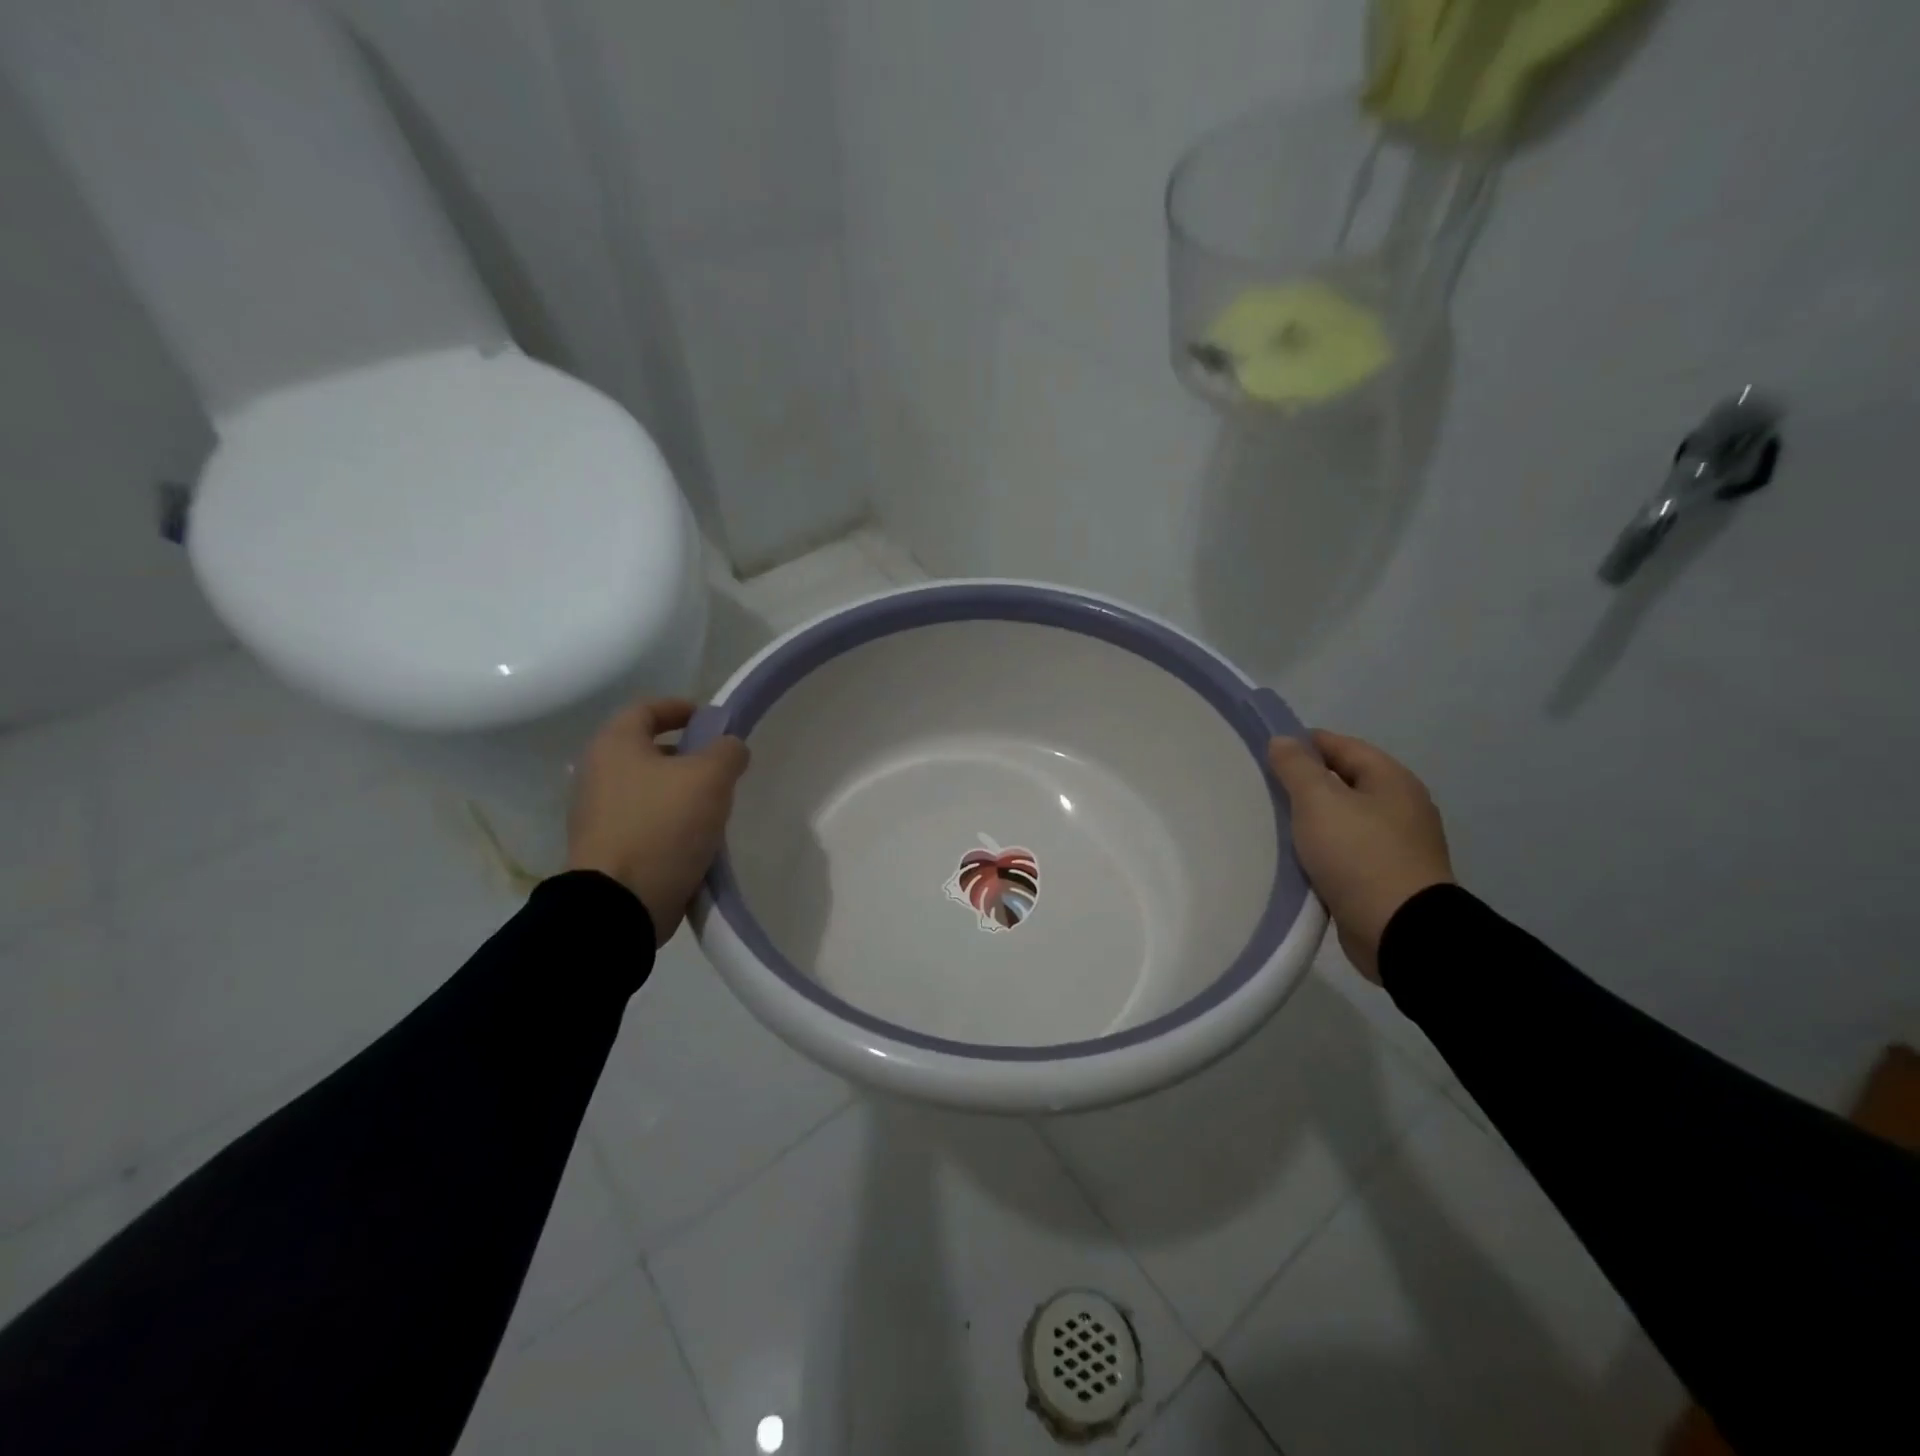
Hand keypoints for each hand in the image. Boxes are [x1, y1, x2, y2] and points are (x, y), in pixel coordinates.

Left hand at [566, 698, 749, 942]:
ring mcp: (596, 814)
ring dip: (680, 790)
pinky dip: (670, 820)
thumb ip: (727, 751)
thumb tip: (730, 748)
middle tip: (722, 766)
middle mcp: (597, 773)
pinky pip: (644, 821)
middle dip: (687, 753)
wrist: (620, 904)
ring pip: (647, 788)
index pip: (647, 708)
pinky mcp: (606, 848)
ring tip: (716, 804)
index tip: (714, 720)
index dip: (682, 707)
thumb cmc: (663, 825)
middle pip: (647, 749)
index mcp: (615, 745)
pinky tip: (697, 836)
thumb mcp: (710, 777)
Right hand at [1266, 730, 1453, 982]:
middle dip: (1304, 783)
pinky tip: (1295, 858)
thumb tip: (1283, 740)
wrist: (1400, 931)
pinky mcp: (1387, 877)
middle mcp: (1400, 806)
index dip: (1302, 744)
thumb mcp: (1319, 802)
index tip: (1264, 754)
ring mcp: (1397, 844)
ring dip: (1311, 820)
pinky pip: (1346, 851)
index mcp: (1391, 780)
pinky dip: (1322, 850)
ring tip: (1272, 824)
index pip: (1341, 745)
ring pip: (1343, 818)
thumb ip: (1297, 767)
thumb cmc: (1359, 855)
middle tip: (1263, 789)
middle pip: (1343, 781)